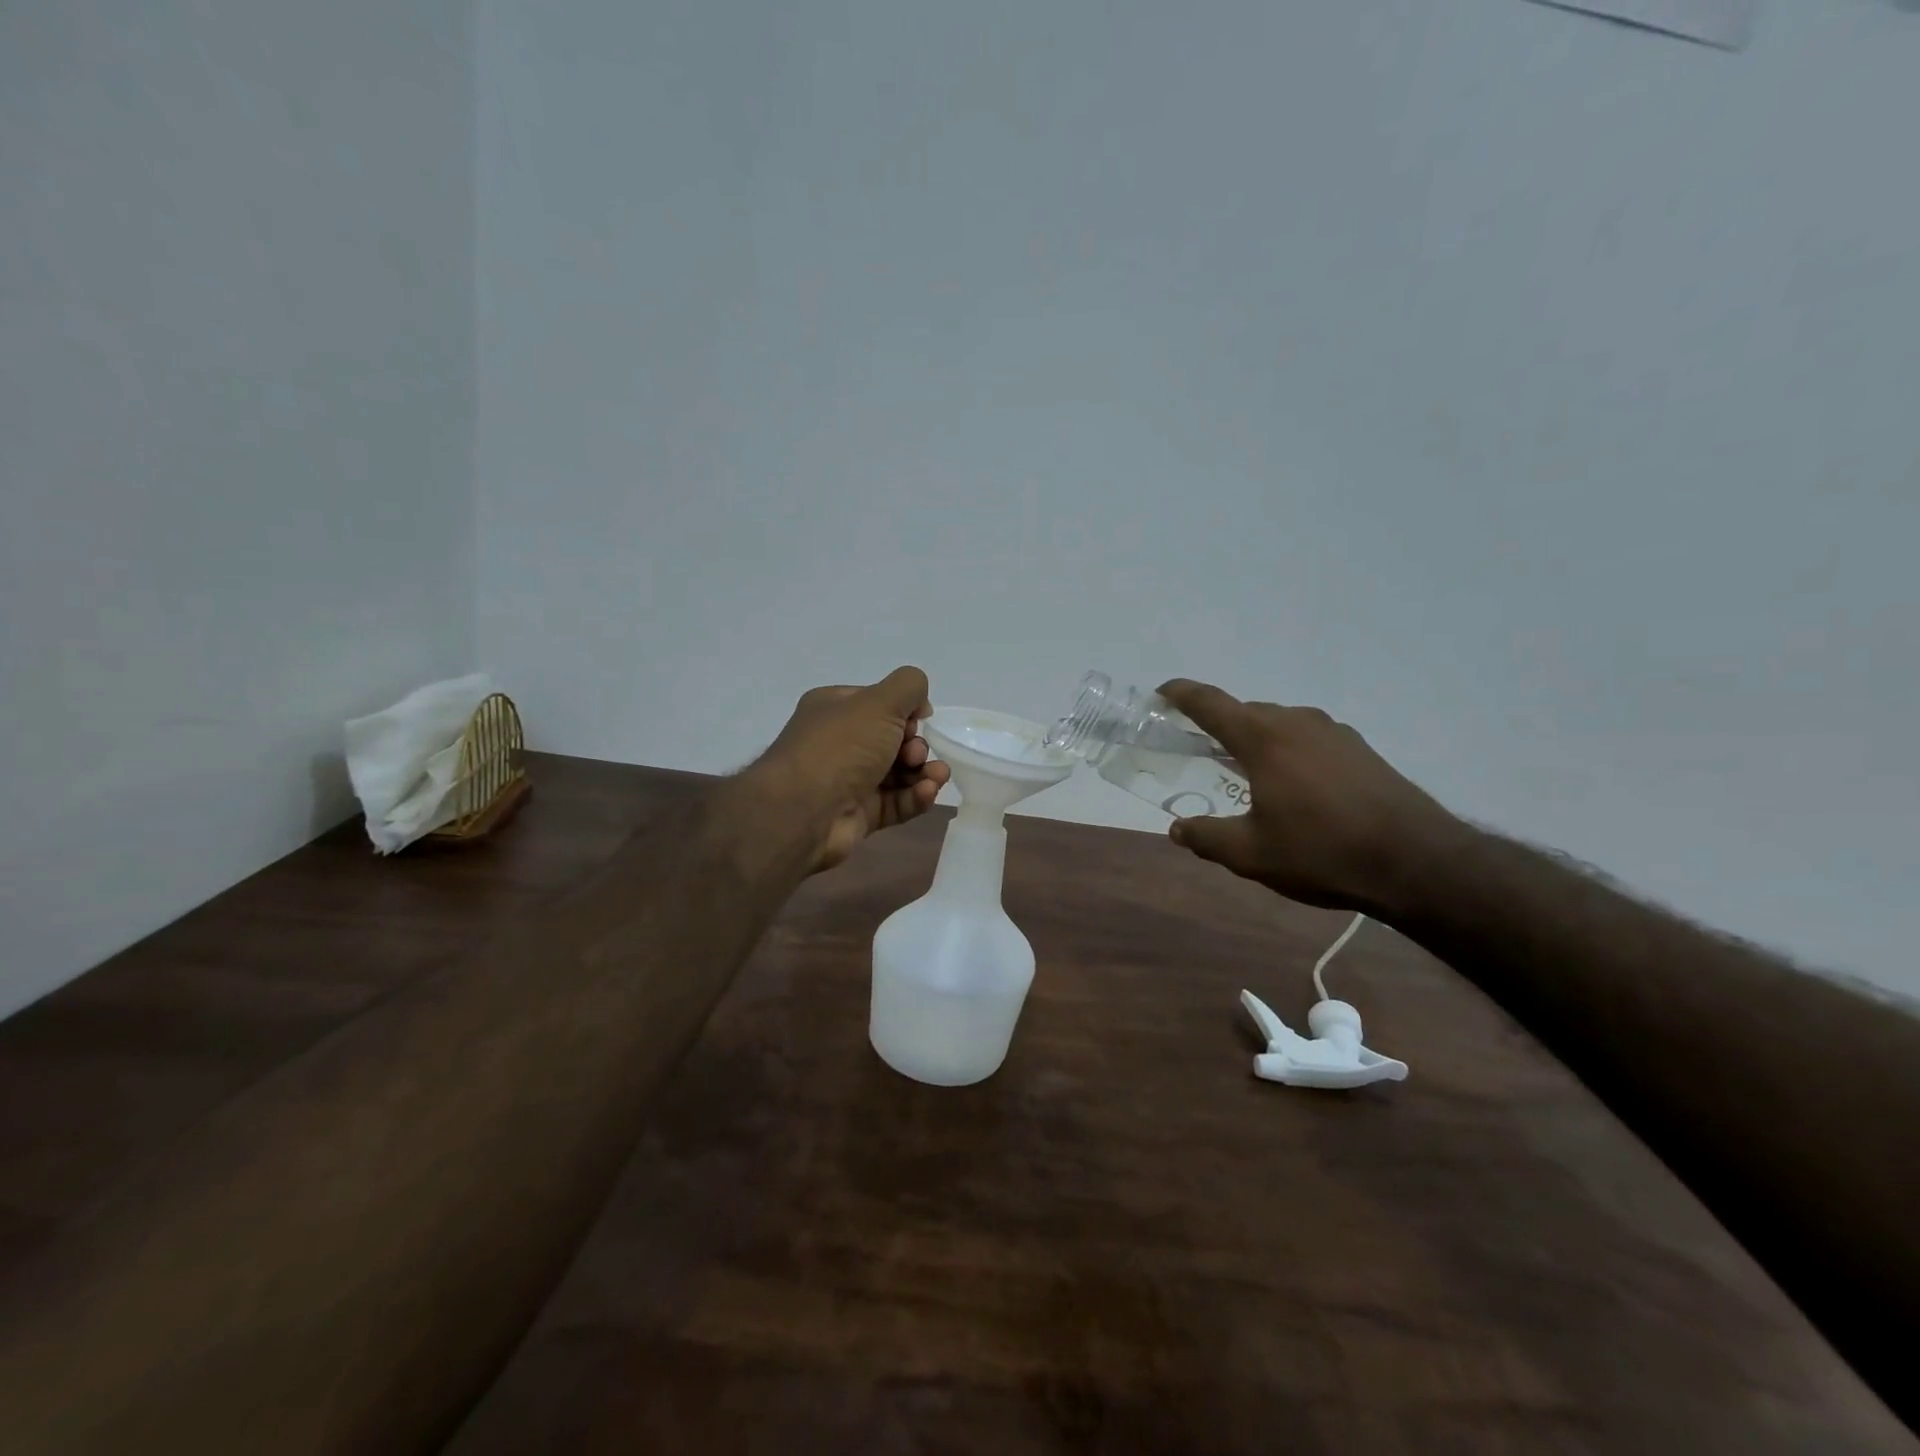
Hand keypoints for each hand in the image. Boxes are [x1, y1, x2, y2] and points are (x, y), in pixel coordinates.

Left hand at [754, 666, 951, 872]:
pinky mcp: (860, 814)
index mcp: (835, 709)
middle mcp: (840, 743)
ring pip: (898, 774)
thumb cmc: (841, 747)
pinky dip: (915, 797)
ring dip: (923, 772)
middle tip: (915, 754)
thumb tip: (919, 704)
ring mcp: (849, 781)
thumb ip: (908, 687)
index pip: (879, 704)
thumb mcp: (879, 702)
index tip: (920, 720)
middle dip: (915, 746)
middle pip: (892, 740)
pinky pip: (896, 802)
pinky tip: (927, 793)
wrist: (804, 812)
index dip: (905, 711)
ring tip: (937, 777)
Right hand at [1157, 679, 1464, 913]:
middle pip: (1246, 712)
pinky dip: (1288, 750)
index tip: (1162, 691)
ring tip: (1247, 771)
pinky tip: (1294, 784)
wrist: (1417, 862)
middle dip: (1219, 725)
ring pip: (1280, 724)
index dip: (1182, 694)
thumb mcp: (1251, 854)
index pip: (1210, 703)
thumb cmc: (1322, 852)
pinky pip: (1308, 737)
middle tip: (1200, 749)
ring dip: (1256, 738)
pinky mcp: (1360, 749)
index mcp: (1263, 738)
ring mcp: (1334, 732)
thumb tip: (1177, 829)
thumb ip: (1207, 837)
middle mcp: (1297, 722)